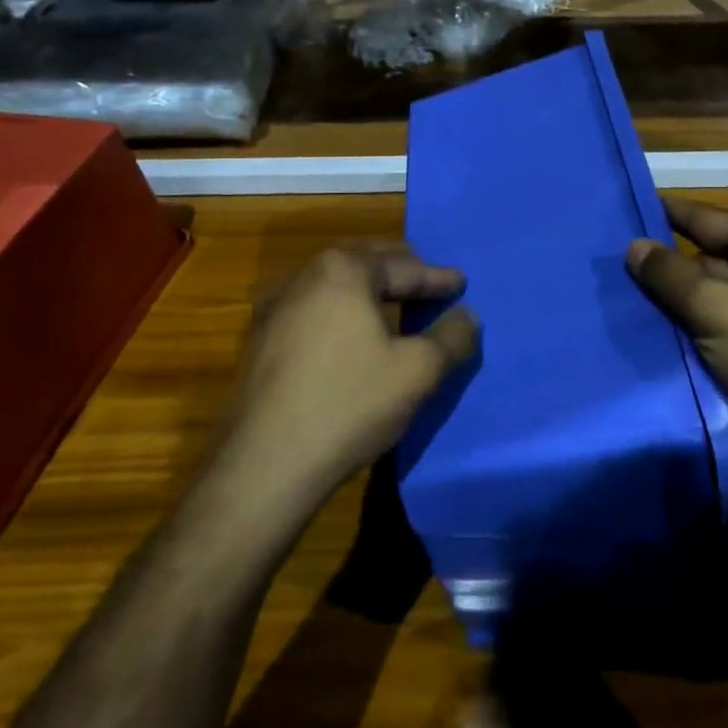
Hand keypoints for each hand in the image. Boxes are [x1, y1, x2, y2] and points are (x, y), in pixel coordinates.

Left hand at [223, 246, 479, 500]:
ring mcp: (274, 306)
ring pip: (334, 283)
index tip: (461, 282)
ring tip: (392, 300)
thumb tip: (468, 315)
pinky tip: (349, 330)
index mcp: (343, 269)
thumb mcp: (418, 371)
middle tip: (428, 280)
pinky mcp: (259, 338)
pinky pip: (312, 308)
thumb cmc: (349, 404)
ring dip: (367, 288)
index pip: (405, 267)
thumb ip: (452, 336)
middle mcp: (304, 274)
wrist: (264, 464)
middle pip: (365, 262)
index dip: (438, 278)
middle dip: (400, 270)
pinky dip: (339, 309)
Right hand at [628, 199, 727, 426]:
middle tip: (614, 266)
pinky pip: (727, 318)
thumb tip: (634, 245)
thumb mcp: (714, 308)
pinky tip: (662, 331)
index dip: (664, 212)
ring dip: (680, 298)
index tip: (626, 207)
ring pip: (716, 290)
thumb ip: (669, 274)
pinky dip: (699, 323)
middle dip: (668, 263)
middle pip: (710, 254)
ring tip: (627, 300)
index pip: (705, 216)